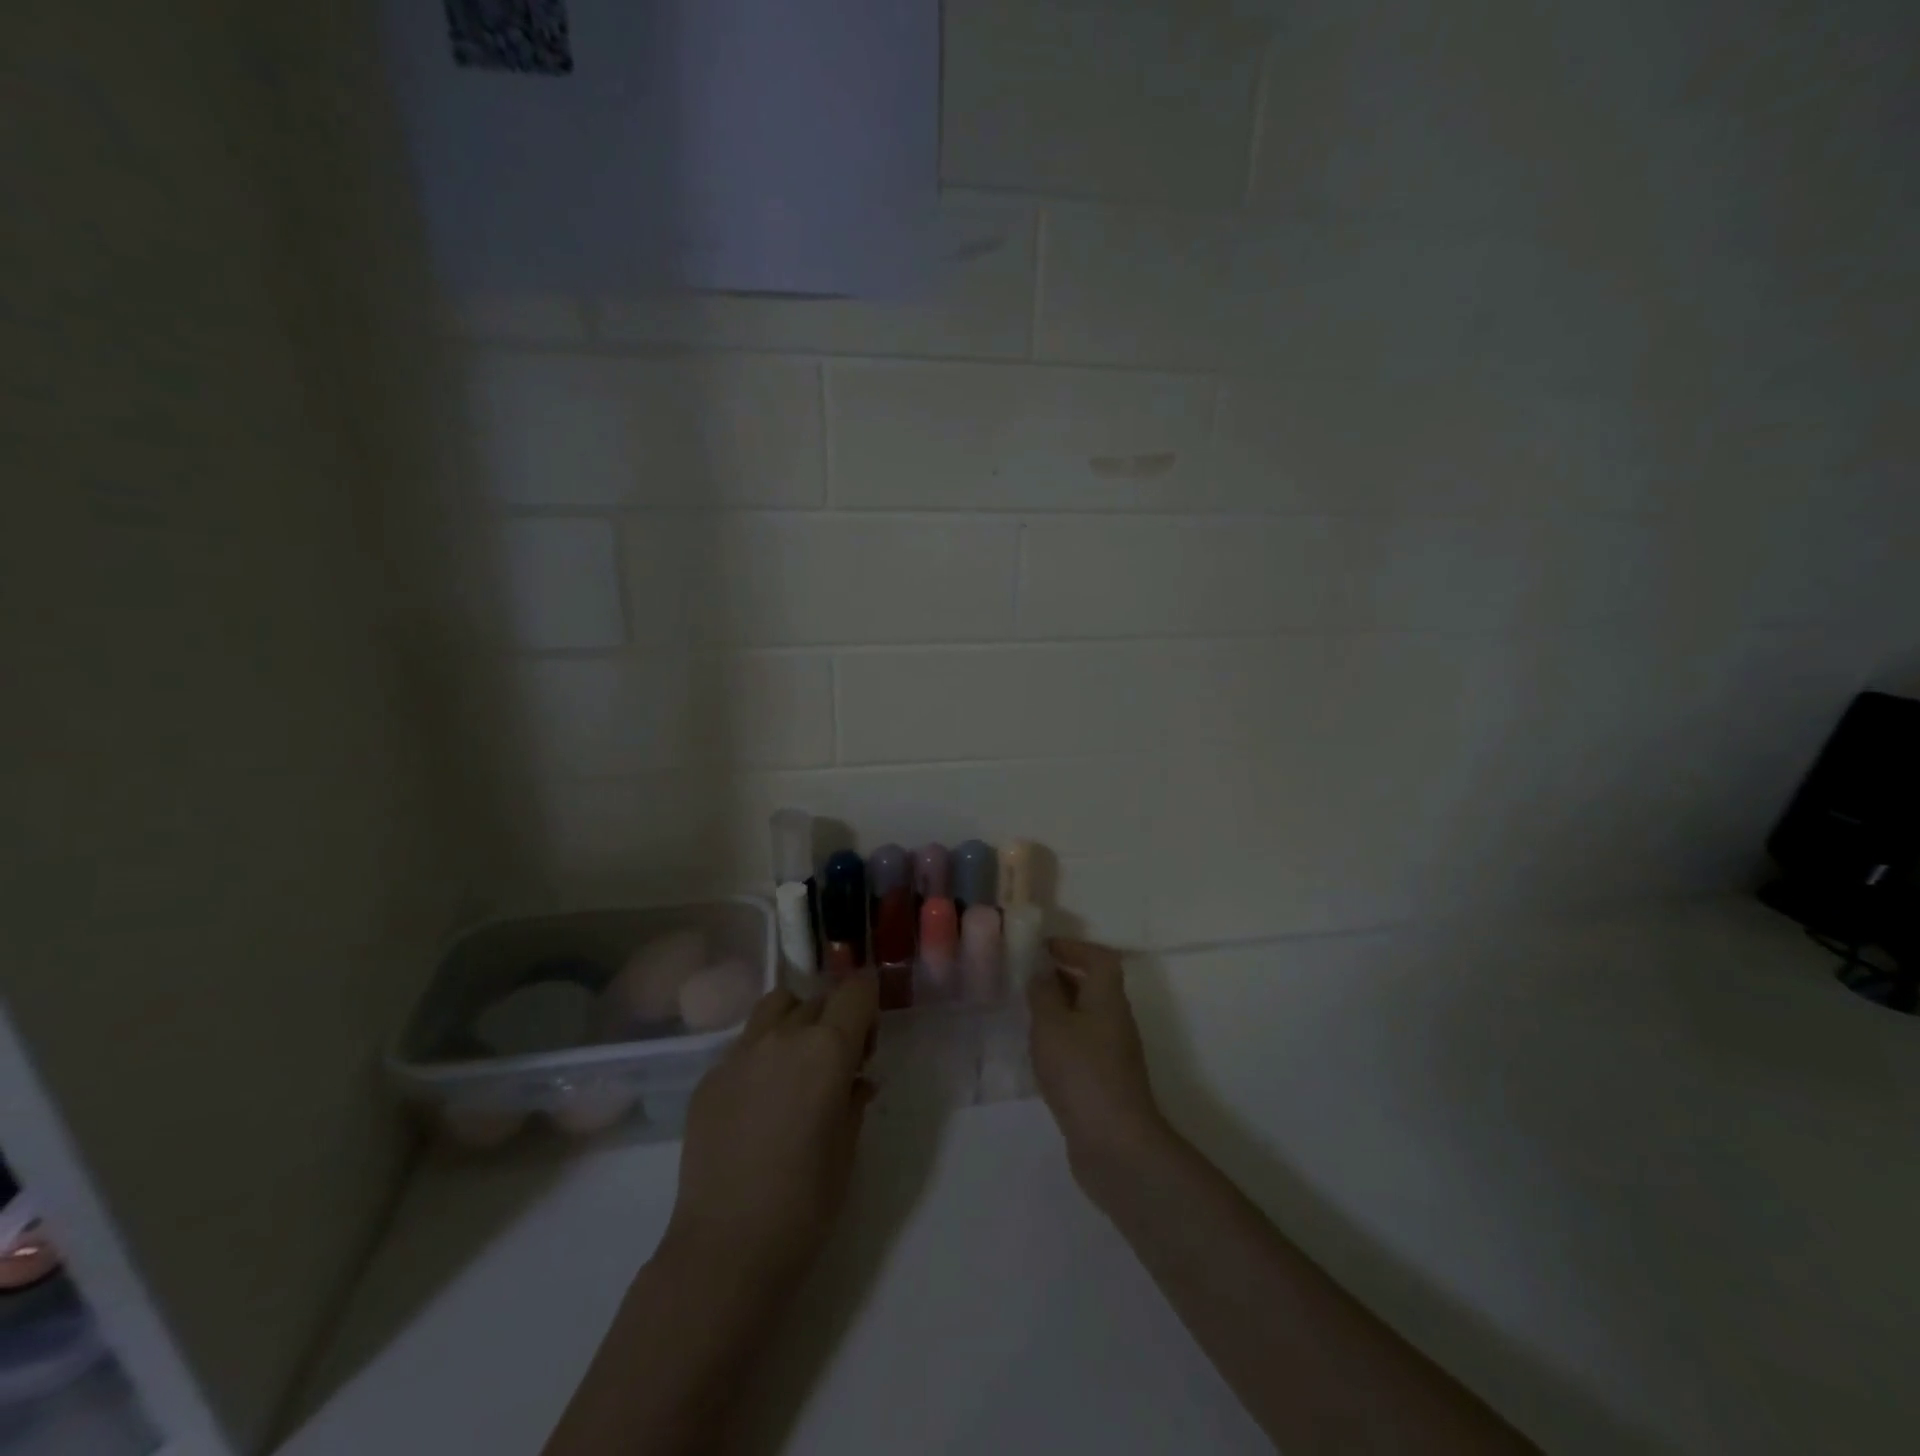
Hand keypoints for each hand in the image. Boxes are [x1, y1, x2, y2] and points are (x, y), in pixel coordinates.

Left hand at [662, 976, 878, 1285]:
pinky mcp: (709, 1078)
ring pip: (775, 1008)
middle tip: (838, 1065)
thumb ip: (854, 1099)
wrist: (726, 1248)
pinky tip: (759, 1103)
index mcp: (827, 1049)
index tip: (869, 1037)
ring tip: (795, 1067)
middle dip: (835, 1019)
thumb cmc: (805, 1203)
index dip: (869, 1002)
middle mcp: (783, 1037)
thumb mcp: (848, 1147)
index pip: (856, 990)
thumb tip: (856, 1080)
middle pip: (818, 999)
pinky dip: (761, 1056)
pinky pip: (744, 1046)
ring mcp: (740, 1053)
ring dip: (795, 1022)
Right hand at [1028, 938, 1171, 1200]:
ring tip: (1025, 1011)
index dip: (1074, 947)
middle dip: (1062, 976)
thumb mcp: (1052, 1025)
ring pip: (1086, 1016)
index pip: (1099, 958)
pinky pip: (1082, 1044)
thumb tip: (1041, 973)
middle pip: (1093, 985)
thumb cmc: (1082, 1073)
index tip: (1042, 948)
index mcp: (1108, 998)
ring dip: (1059, 1008)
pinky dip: (1061, 1038)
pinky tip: (1038, 1051)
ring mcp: (1113, 1053)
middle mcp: (1115, 1020)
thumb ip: (1043, 994)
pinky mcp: (1105, 1081)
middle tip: (1026, 977)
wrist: (1115, 1145)